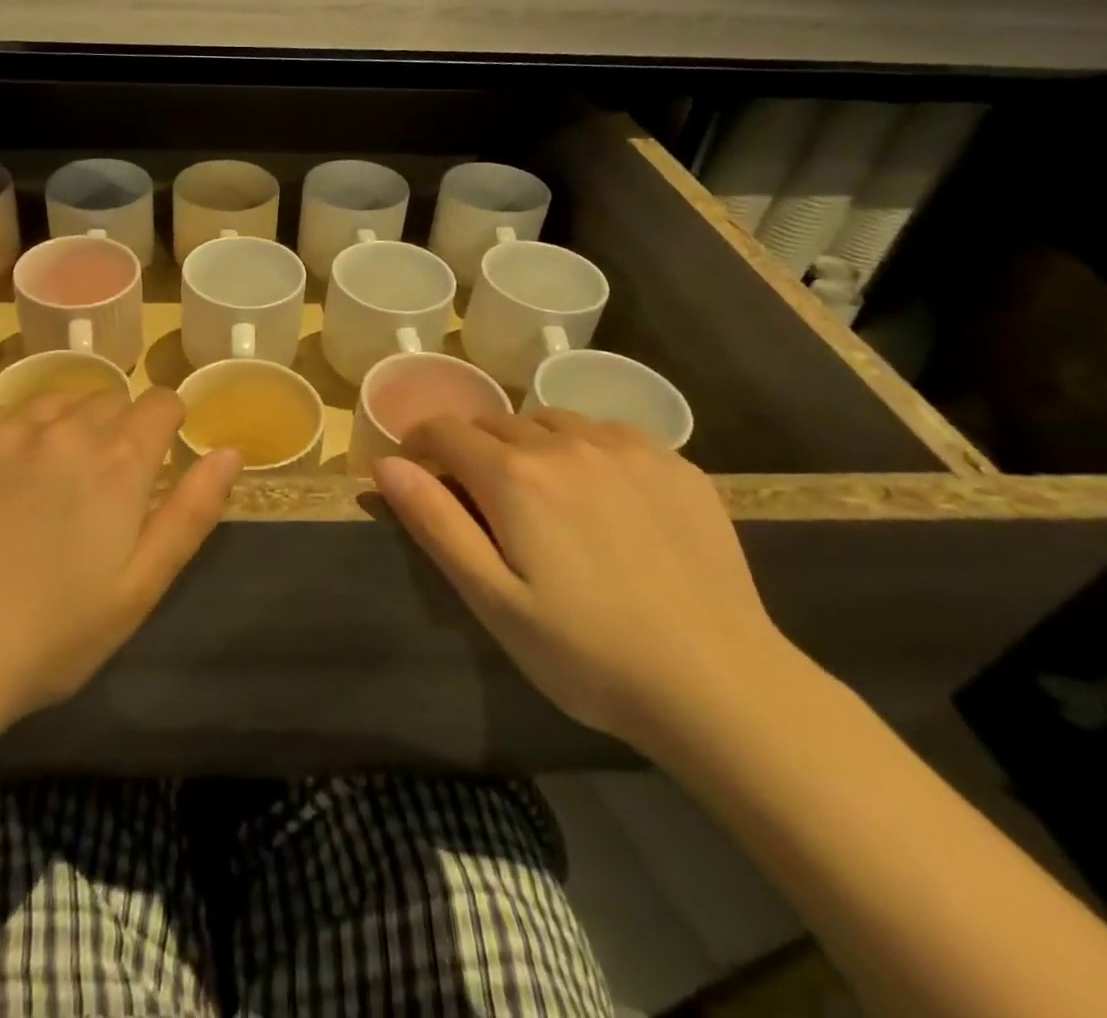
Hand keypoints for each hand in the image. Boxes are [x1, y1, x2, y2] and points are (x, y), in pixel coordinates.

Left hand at [0, 388, 241, 728]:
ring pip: (51, 403)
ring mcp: (0, 428)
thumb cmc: (52, 634)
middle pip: (106, 401)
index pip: (160, 402)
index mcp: (118, 460)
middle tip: (96, 488)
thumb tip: (229, 452)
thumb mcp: (141, 586)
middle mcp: (62, 427)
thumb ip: (192, 512)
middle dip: (114, 431)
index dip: (167, 424)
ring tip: (42, 485)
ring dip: (61, 430)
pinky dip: (7, 440)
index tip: (156, 455)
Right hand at [372, 410, 792, 752]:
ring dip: (528, 445)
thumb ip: (435, 523)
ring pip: (551, 422)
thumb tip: (385, 464)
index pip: (445, 430)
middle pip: (496, 423)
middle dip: (473, 449)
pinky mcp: (674, 462)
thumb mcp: (493, 599)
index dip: (420, 444)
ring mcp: (626, 448)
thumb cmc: (586, 653)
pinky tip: (601, 496)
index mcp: (515, 476)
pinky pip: (606, 432)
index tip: (418, 471)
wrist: (721, 686)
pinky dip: (584, 448)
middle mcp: (567, 443)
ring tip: (540, 497)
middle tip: (482, 502)